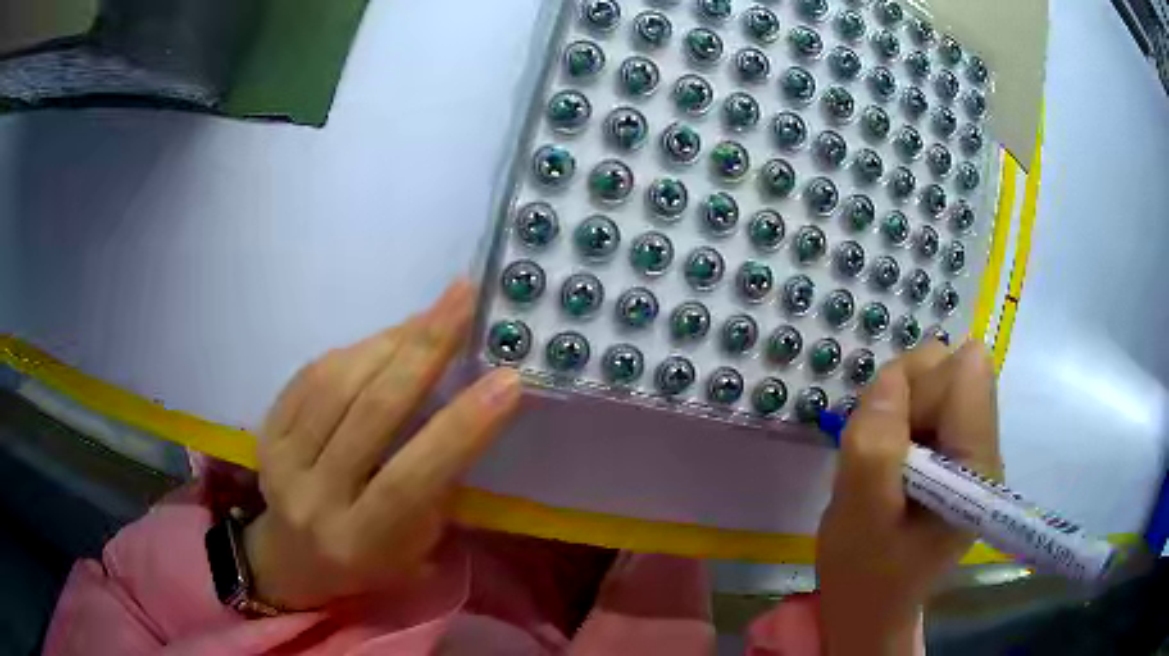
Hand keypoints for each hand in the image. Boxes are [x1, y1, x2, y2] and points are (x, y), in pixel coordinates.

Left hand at [243, 280, 521, 610]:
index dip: (460, 428)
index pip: (412, 480)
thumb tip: (462, 402)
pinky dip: (354, 350)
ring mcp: (282, 462)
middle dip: (425, 350)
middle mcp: (314, 501)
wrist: (293, 558)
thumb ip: (437, 487)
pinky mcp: (266, 433)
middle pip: (370, 415)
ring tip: (430, 315)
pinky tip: (385, 339)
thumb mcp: (418, 547)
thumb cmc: (369, 560)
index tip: (509, 379)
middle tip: (463, 299)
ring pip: (337, 384)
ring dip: (390, 340)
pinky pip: (310, 376)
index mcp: (361, 542)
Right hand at [817, 341, 1001, 654]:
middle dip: (907, 393)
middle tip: (878, 445)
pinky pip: (932, 404)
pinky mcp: (957, 454)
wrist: (871, 607)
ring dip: (901, 408)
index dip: (921, 384)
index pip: (967, 371)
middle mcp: (986, 448)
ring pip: (940, 381)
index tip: (888, 430)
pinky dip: (902, 419)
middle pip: (955, 369)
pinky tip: (889, 461)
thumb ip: (876, 445)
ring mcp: (973, 450)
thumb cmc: (865, 572)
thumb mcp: (859, 515)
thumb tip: (891, 378)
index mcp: (976, 465)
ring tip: (881, 459)